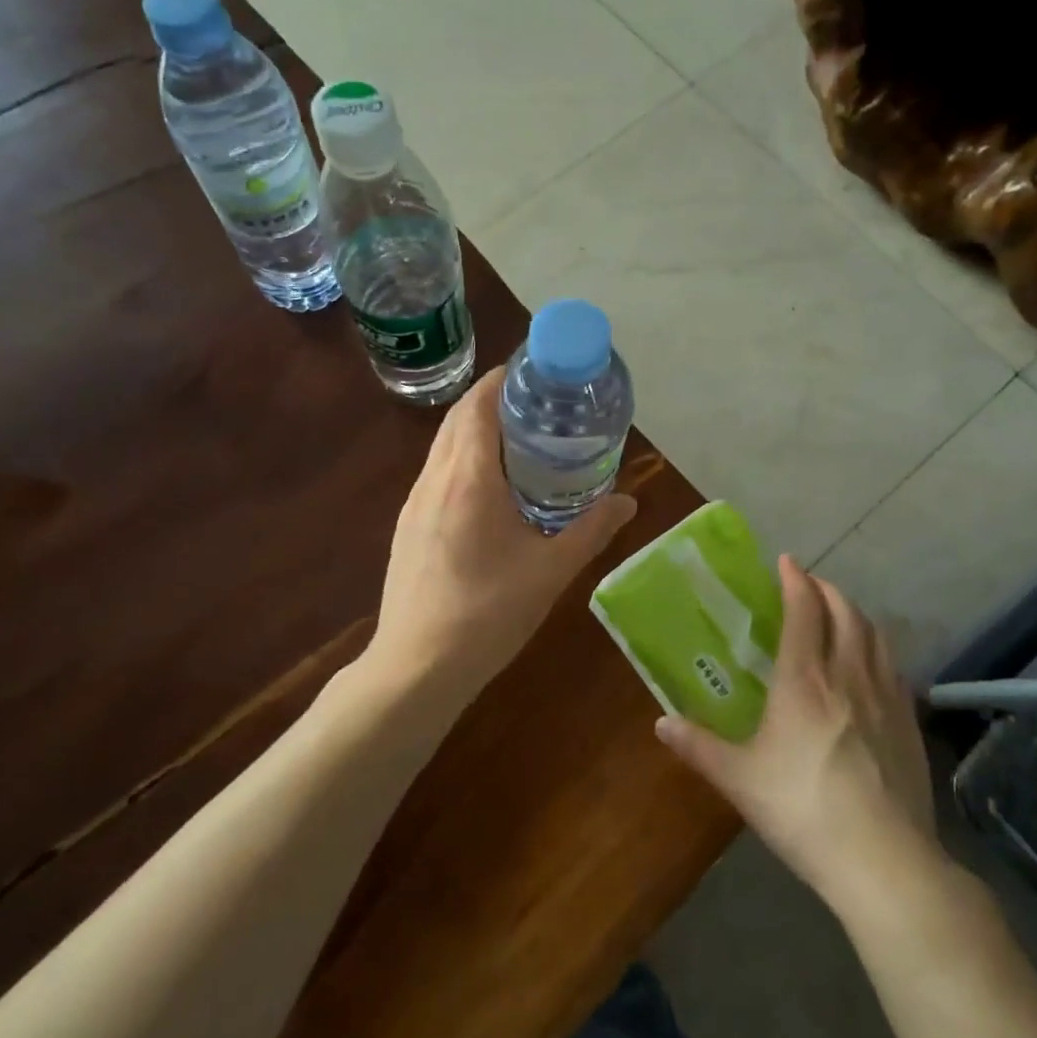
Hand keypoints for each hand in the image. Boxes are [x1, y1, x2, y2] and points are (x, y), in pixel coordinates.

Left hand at [366, 365, 637, 702]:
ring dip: (474, 431)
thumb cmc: (488, 614)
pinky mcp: (407, 527)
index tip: (532, 371)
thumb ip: (591, 531)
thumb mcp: (550, 571)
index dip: (501, 379)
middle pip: (457, 420)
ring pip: (443, 447)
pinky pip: (436, 475)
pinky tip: (488, 490)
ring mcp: (414, 504)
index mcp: (468, 478)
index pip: (477, 405)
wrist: (417, 666)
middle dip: (491, 400)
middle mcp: (434, 480)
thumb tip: (629, 502)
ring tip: (517, 441)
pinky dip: (461, 461)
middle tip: (535, 404)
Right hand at [655, 556, 942, 910]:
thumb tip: (660, 724)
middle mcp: (848, 675)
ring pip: (875, 635)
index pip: (804, 611)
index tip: (786, 562)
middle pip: (845, 613)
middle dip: (827, 590)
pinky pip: (894, 667)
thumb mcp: (739, 779)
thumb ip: (699, 746)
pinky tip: (872, 666)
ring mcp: (886, 698)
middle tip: (809, 586)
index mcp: (805, 680)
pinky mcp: (910, 724)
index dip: (796, 581)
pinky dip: (878, 649)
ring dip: (856, 614)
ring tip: (840, 614)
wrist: (883, 861)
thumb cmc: (801, 809)